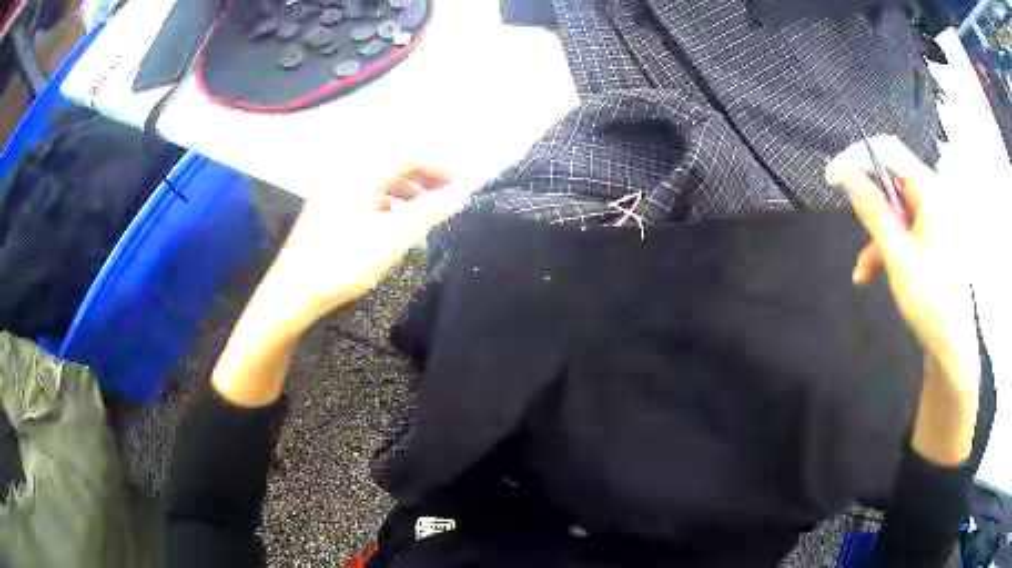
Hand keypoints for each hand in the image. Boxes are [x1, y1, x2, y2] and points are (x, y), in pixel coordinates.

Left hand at [251, 166, 468, 339]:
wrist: (293, 293)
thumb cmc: (343, 263)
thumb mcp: (392, 239)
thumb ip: (428, 214)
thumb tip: (458, 197)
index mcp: (360, 175)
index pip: (407, 156)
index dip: (436, 165)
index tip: (459, 182)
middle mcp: (345, 176)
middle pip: (390, 165)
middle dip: (421, 176)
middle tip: (444, 193)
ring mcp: (332, 194)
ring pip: (375, 181)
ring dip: (403, 189)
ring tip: (422, 207)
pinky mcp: (325, 211)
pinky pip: (362, 195)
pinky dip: (384, 201)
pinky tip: (391, 220)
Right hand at [826, 136, 980, 464]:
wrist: (952, 350)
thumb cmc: (930, 301)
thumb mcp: (898, 255)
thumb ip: (872, 209)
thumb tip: (844, 171)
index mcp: (930, 191)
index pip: (888, 151)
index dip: (858, 157)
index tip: (833, 178)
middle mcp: (933, 198)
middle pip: (892, 182)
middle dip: (869, 207)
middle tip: (852, 228)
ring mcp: (934, 221)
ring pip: (895, 212)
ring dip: (876, 237)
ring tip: (862, 271)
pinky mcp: (932, 241)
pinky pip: (904, 233)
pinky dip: (887, 249)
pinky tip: (873, 275)